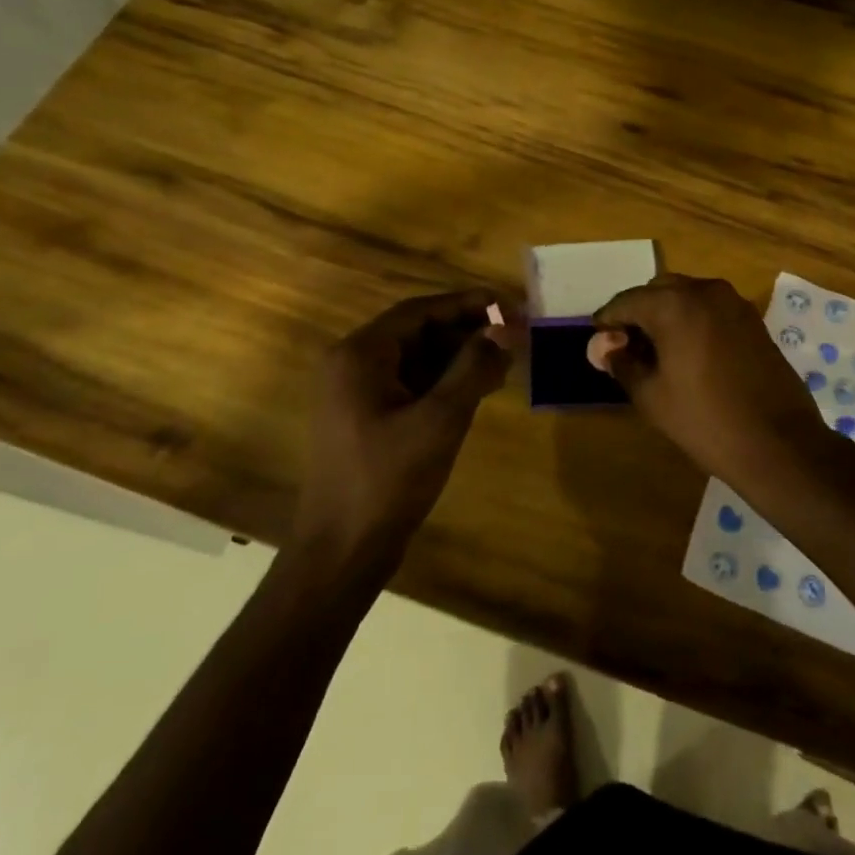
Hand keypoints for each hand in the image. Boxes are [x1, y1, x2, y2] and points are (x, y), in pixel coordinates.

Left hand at [296, 290, 513, 557]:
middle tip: (512, 335)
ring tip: (503, 363)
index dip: (466, 303)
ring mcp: (355, 394)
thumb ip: (474, 367)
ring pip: (415, 359)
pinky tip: (476, 390)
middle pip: (417, 331)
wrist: (342, 551)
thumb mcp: (440, 419)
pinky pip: (409, 384)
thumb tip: (506, 328)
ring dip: (458, 357)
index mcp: (359, 355)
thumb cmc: (389, 479)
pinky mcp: (365, 419)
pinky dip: (442, 382)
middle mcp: (351, 364)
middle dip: (466, 331)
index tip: (508, 304)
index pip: (419, 310)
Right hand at [590, 274, 830, 484]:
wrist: (779, 443)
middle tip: (627, 348)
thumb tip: (604, 346)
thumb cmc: (705, 420)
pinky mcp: (753, 319)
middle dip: (638, 313)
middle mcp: (705, 291)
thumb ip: (622, 362)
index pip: (626, 301)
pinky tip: (688, 353)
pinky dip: (692, 320)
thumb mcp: (651, 396)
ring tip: (657, 353)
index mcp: (674, 304)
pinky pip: (711, 309)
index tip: (599, 343)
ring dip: (667, 315)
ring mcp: (734, 303)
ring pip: (687, 296)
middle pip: (658, 291)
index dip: (608, 321)